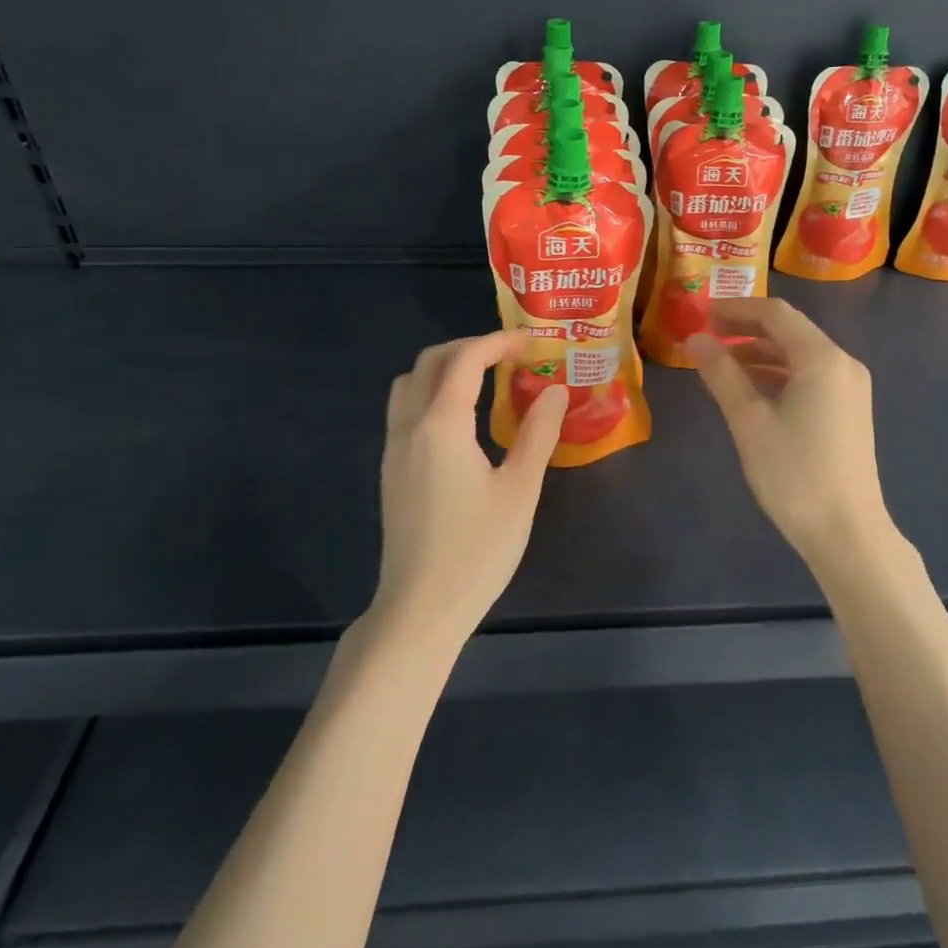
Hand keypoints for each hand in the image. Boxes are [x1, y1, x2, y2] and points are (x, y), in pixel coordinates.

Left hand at [375, 331, 566, 640]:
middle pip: (430, 361)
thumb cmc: (477, 549)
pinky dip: (432, 392)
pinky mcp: (392, 470)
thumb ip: (538, 434)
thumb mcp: (520, 490)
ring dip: (444, 367)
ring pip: (409, 383)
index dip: (498, 341)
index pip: (465, 359)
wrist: (420, 607)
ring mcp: (394, 448)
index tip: (531, 341)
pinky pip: (405, 408)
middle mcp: (409, 426)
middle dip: (469, 347)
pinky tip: (462, 419)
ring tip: (484, 379)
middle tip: (509, 355)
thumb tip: (556, 391)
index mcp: (441, 425)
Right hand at [690, 299, 894, 567]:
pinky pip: (809, 376)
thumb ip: (722, 374)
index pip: (776, 314)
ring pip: (799, 354)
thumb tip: (695, 339)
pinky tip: (750, 388)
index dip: (736, 308)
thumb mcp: (749, 421)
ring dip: (760, 352)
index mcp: (822, 358)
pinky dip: (777, 374)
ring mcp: (849, 388)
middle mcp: (842, 363)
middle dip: (746, 328)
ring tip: (719, 362)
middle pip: (790, 330)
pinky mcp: (848, 410)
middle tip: (705, 335)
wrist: (847, 533)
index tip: (700, 313)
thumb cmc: (794, 474)